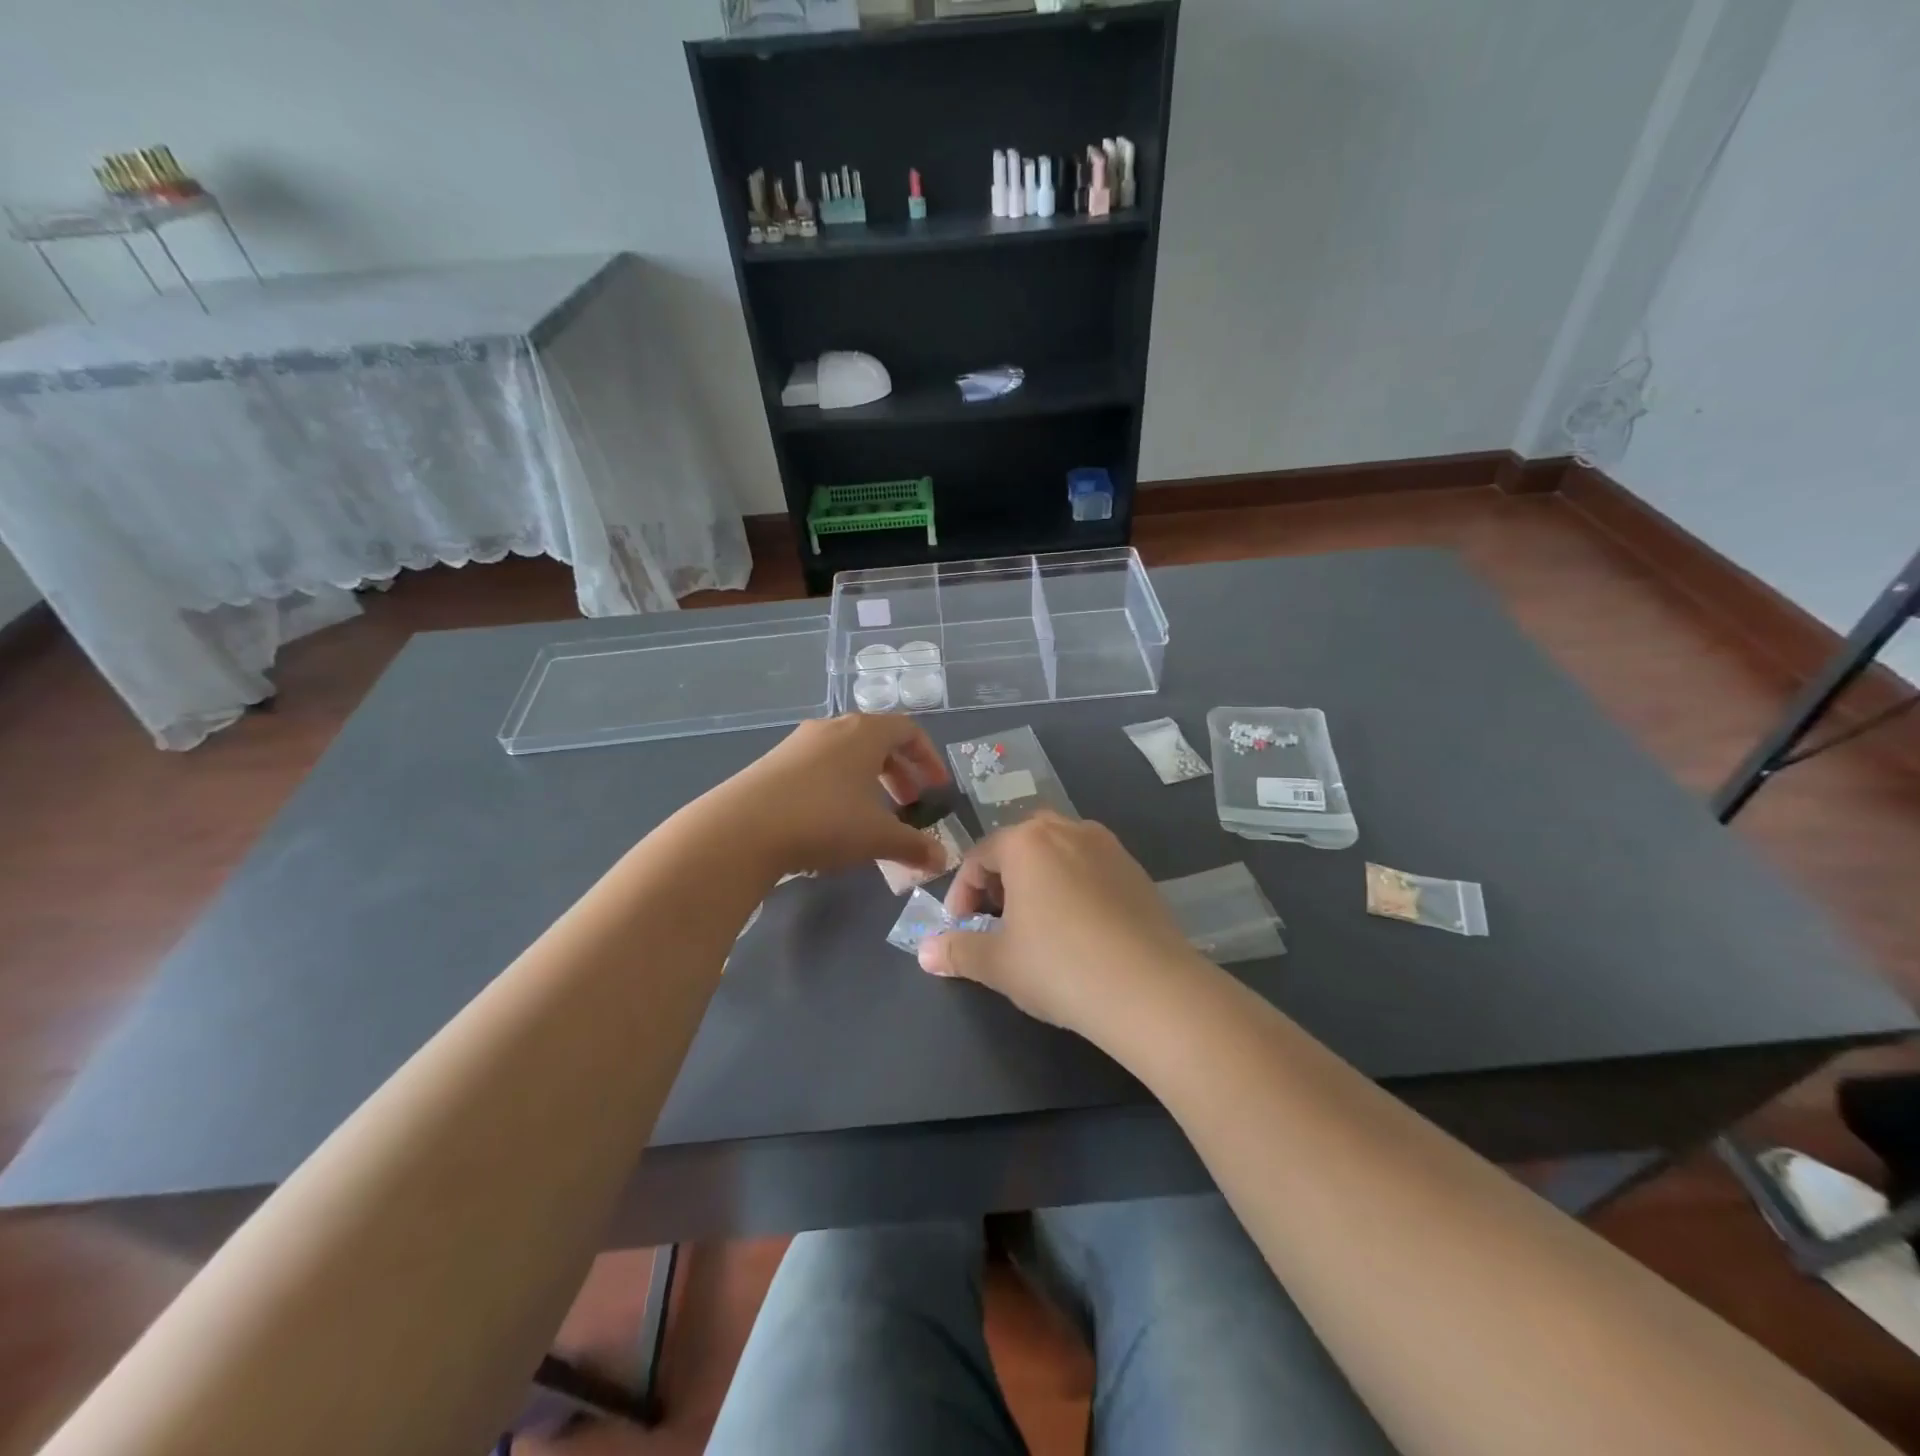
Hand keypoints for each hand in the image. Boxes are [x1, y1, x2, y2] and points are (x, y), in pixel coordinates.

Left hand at [705, 714, 952, 879]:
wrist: (741, 829)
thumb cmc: (824, 821)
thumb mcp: (877, 837)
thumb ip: (914, 846)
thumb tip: (942, 859)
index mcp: (864, 733)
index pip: (908, 731)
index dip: (928, 758)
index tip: (936, 788)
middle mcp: (832, 728)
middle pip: (877, 741)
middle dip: (899, 772)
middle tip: (908, 804)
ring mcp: (798, 743)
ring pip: (846, 754)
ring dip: (868, 781)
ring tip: (872, 815)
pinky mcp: (773, 763)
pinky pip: (819, 767)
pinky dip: (838, 786)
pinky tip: (832, 821)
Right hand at [919, 813, 1208, 1038]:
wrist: (1150, 989)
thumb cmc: (1059, 967)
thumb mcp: (998, 963)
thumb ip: (958, 951)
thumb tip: (925, 952)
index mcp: (1027, 842)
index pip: (980, 857)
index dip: (962, 894)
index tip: (961, 929)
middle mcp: (1068, 829)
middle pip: (1020, 845)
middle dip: (1001, 879)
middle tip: (998, 920)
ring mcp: (1108, 847)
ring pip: (1058, 853)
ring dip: (1038, 880)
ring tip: (1037, 925)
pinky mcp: (1137, 870)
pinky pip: (1091, 868)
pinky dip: (1073, 887)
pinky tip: (1079, 930)